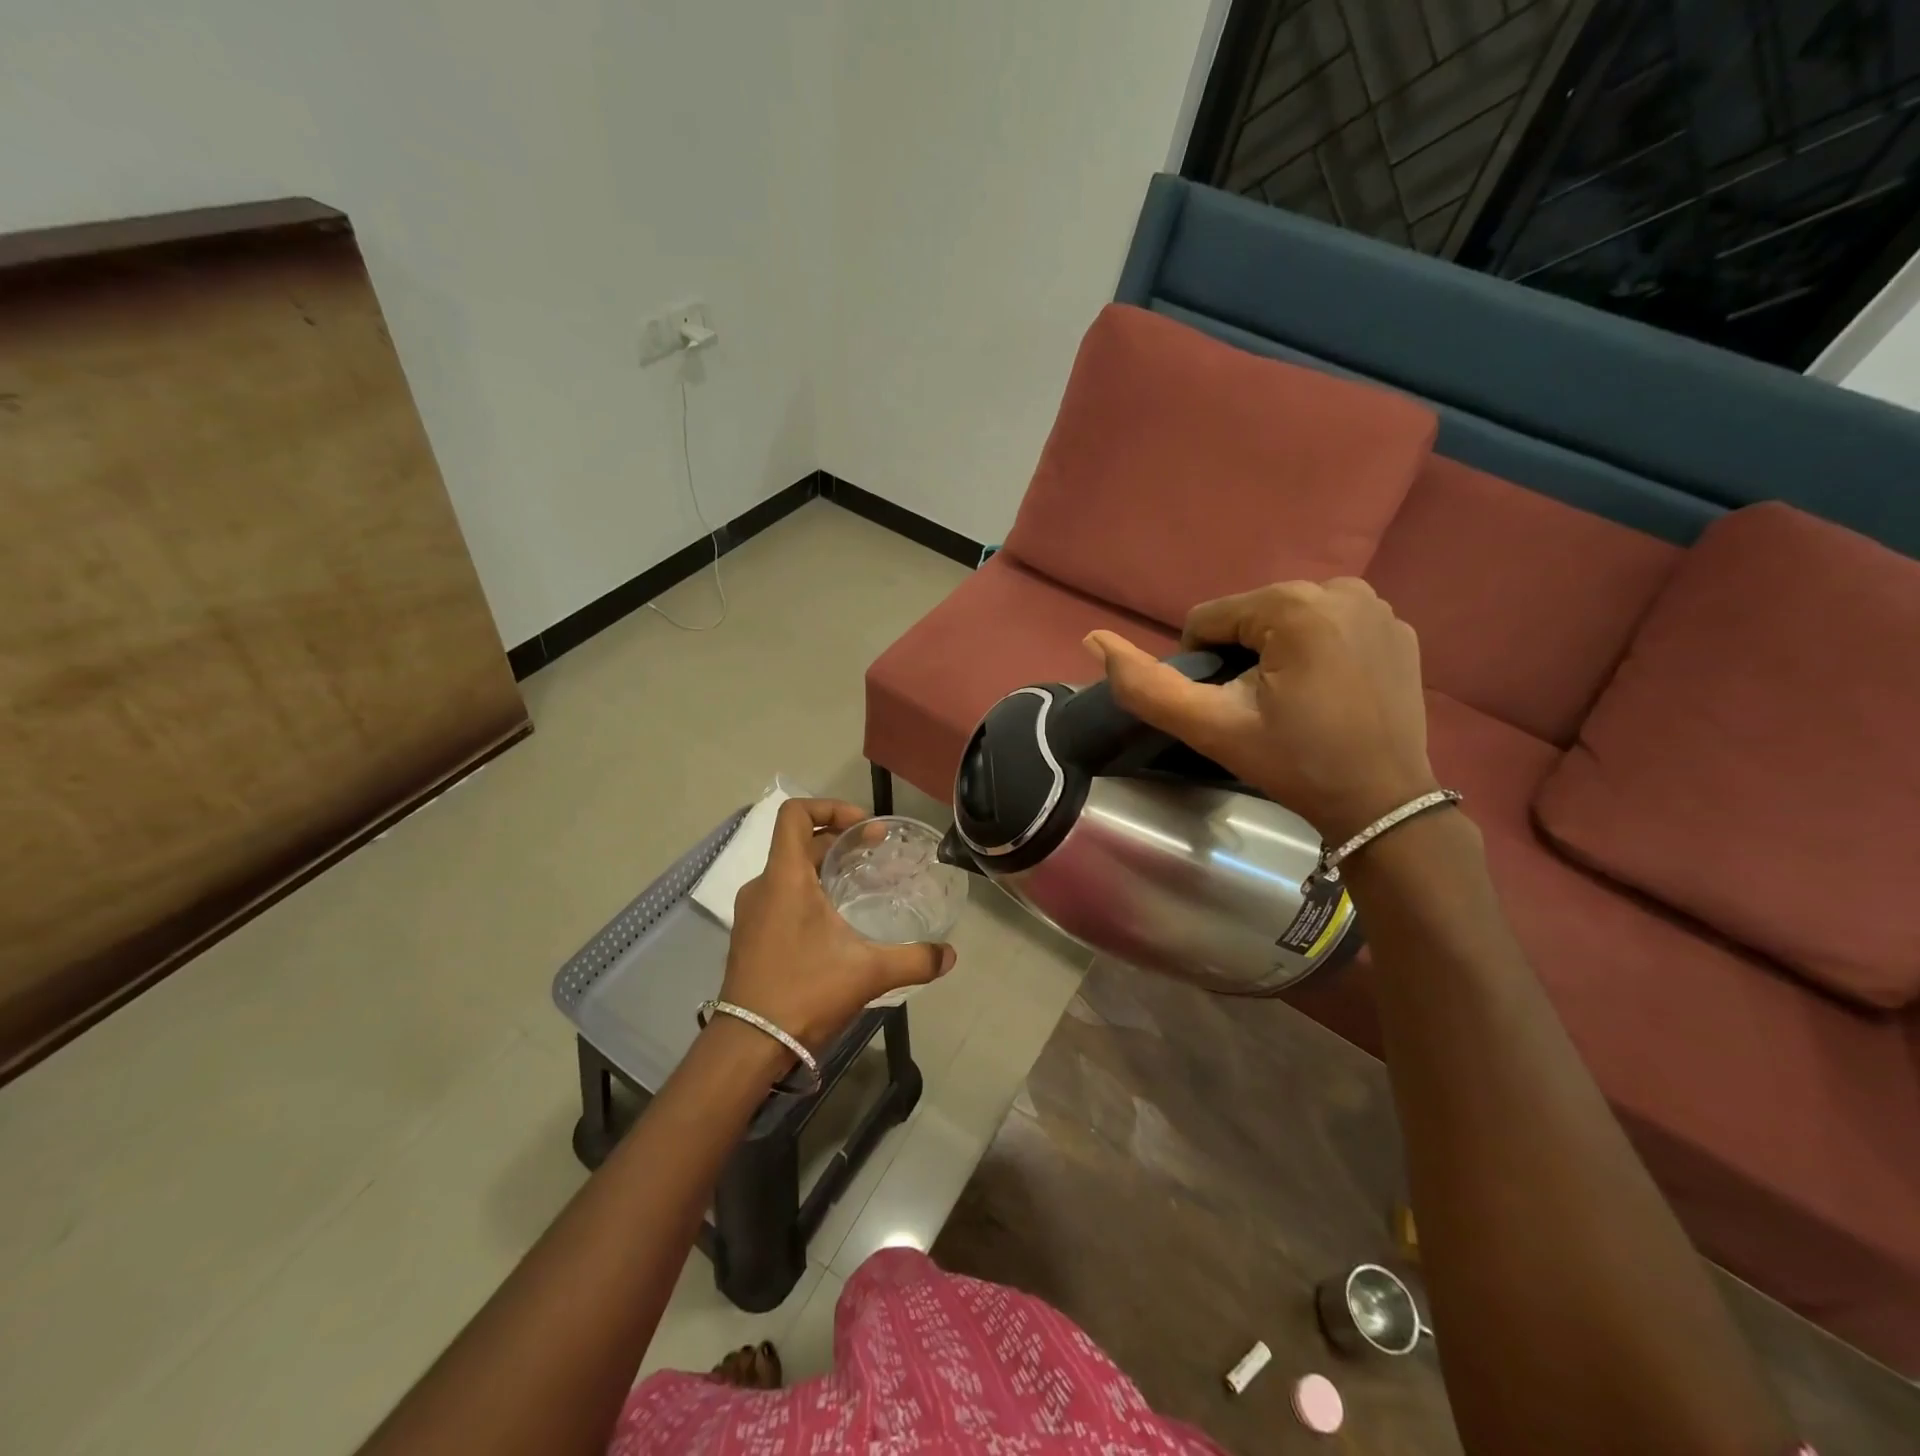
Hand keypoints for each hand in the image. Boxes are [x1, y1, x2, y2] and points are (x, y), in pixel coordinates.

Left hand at [720, 798, 955, 1053]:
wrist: (748, 1046)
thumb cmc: (805, 992)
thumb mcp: (868, 973)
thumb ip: (915, 960)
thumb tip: (950, 955)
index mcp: (785, 877)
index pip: (795, 814)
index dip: (830, 807)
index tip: (863, 826)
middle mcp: (763, 886)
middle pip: (799, 843)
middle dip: (840, 841)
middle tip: (878, 854)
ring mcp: (752, 913)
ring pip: (791, 872)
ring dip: (826, 869)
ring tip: (863, 886)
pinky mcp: (751, 937)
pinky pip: (781, 898)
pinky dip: (810, 894)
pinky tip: (838, 923)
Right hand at [1084, 579, 1437, 842]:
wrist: (1381, 804)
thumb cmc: (1293, 763)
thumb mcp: (1210, 727)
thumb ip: (1145, 685)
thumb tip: (1093, 639)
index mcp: (1294, 604)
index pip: (1209, 619)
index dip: (1202, 665)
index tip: (1226, 707)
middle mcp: (1341, 588)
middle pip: (1250, 615)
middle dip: (1240, 657)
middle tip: (1257, 709)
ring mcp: (1377, 606)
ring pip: (1288, 619)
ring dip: (1275, 653)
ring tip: (1292, 702)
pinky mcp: (1398, 628)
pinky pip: (1330, 627)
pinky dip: (1316, 653)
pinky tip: (1328, 693)